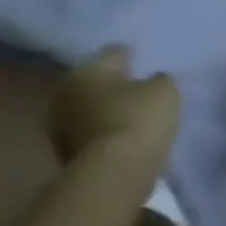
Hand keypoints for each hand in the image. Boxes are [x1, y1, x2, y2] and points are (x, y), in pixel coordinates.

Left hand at [49, 46, 179, 173]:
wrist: (114, 173)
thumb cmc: (139, 119)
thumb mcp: (165, 91)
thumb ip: (159, 80)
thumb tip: (153, 81)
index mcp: (87, 70)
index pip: (114, 52)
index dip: (132, 56)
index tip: (145, 63)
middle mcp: (65, 92)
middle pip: (96, 82)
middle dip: (114, 85)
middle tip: (138, 91)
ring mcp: (60, 125)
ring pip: (90, 109)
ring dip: (107, 111)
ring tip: (133, 118)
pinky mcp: (65, 153)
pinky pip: (90, 134)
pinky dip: (105, 134)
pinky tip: (124, 139)